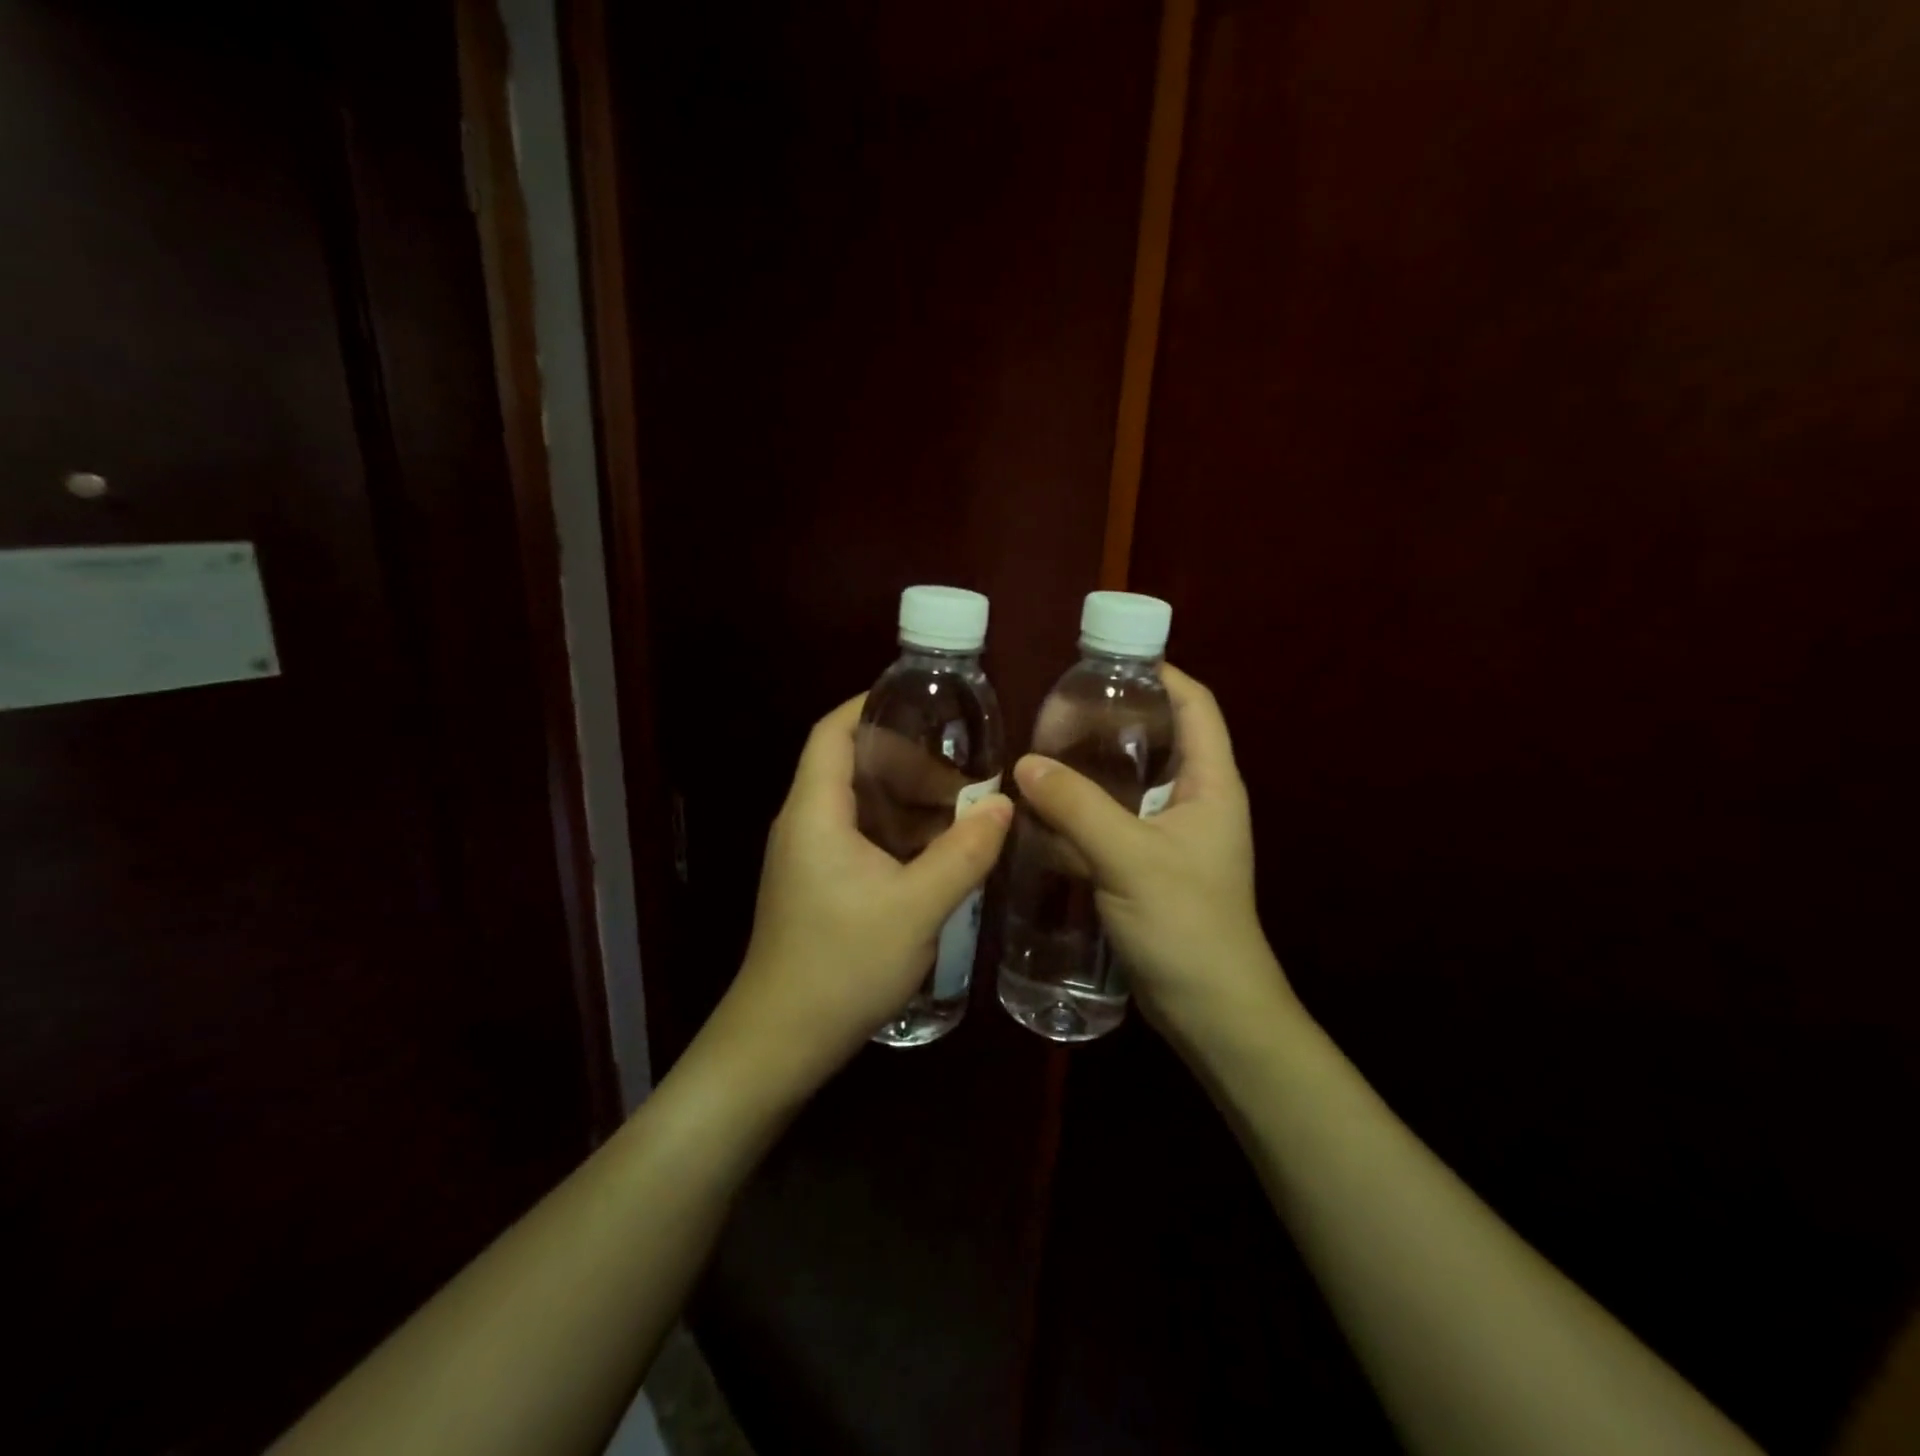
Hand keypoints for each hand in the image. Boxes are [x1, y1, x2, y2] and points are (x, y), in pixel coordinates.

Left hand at [721, 696, 1012, 1086]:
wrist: (782, 1040)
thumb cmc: (842, 965)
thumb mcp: (916, 907)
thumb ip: (964, 853)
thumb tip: (1004, 804)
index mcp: (815, 812)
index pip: (833, 732)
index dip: (871, 705)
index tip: (922, 701)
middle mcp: (804, 823)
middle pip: (849, 764)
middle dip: (906, 758)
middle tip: (962, 766)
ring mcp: (808, 856)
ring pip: (858, 804)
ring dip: (906, 798)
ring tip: (961, 803)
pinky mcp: (817, 884)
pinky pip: (859, 836)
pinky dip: (897, 830)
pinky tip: (937, 848)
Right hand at [1012, 665, 1291, 1039]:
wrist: (1209, 1010)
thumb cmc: (1186, 923)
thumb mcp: (1130, 858)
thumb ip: (1076, 807)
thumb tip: (1024, 764)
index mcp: (1211, 783)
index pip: (1195, 705)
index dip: (1160, 673)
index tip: (1107, 659)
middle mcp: (1194, 800)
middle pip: (1158, 739)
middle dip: (1113, 718)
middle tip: (1056, 707)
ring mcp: (1170, 835)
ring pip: (1128, 783)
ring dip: (1090, 766)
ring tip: (1040, 748)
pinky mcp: (1146, 866)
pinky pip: (1111, 822)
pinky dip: (1081, 810)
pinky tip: (1041, 808)